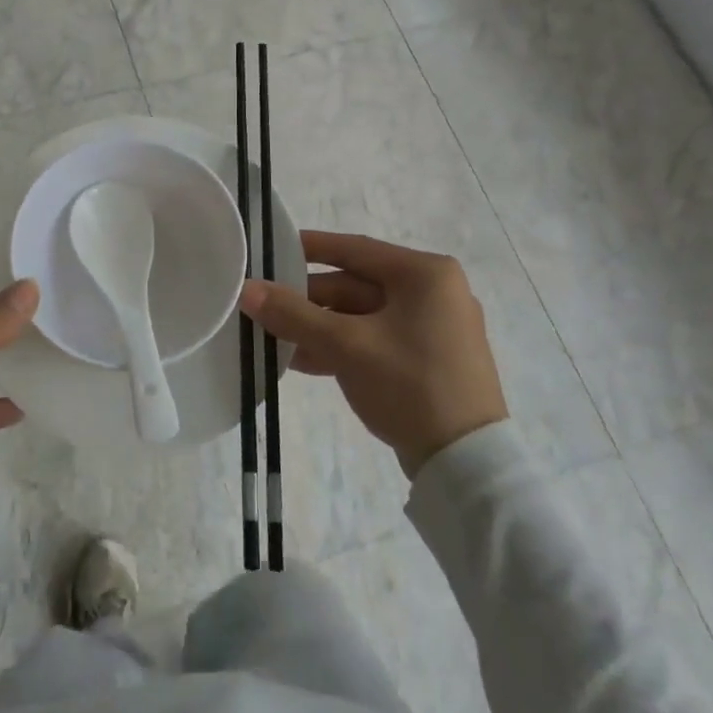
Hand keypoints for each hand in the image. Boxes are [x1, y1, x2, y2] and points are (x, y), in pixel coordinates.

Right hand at [240, 231, 507, 478]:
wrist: (466, 464)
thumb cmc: (411, 386)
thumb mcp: (347, 346)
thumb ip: (293, 315)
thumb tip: (246, 289)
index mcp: (425, 275)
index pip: (355, 249)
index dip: (309, 248)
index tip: (271, 249)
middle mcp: (433, 292)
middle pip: (355, 286)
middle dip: (307, 300)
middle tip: (263, 306)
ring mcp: (432, 328)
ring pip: (361, 316)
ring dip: (318, 327)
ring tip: (272, 337)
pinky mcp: (427, 360)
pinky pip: (374, 339)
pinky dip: (340, 346)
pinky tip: (301, 360)